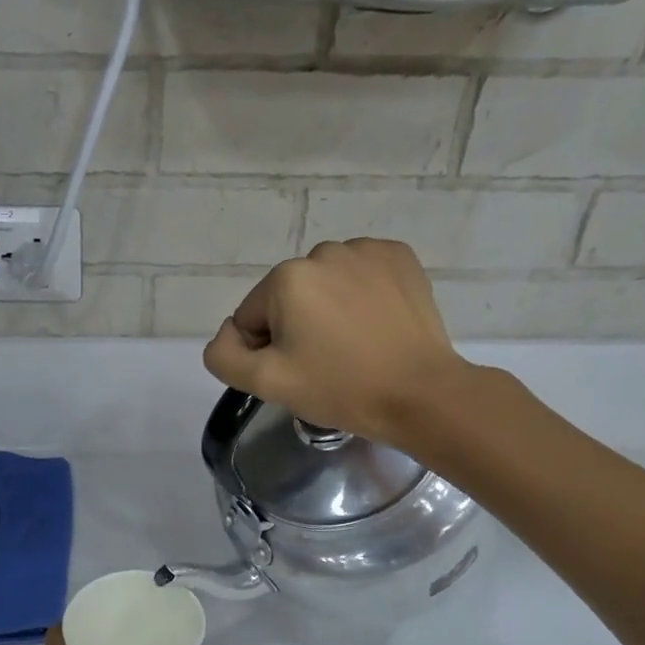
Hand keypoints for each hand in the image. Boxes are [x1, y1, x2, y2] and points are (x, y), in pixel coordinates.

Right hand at [202, 239, 466, 445]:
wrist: (421, 394)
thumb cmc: (340, 389)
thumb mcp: (266, 384)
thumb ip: (224, 355)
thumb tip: (228, 334)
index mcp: (286, 278)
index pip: (251, 317)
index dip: (266, 351)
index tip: (298, 372)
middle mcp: (323, 252)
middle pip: (287, 298)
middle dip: (296, 327)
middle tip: (325, 363)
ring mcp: (366, 251)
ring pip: (323, 285)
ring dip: (328, 309)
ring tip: (353, 345)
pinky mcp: (399, 258)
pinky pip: (360, 274)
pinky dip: (360, 295)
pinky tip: (375, 325)